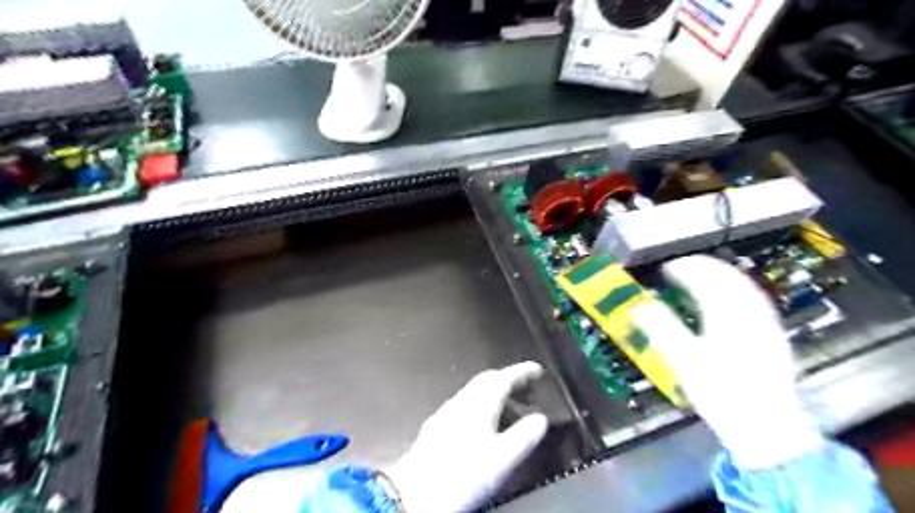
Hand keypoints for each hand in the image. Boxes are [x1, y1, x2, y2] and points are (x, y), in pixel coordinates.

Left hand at [386, 361, 545, 511]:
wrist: (415, 493)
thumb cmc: (463, 474)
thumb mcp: (502, 458)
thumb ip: (524, 436)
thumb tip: (541, 419)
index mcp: (479, 403)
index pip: (503, 377)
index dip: (522, 371)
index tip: (537, 369)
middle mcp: (462, 400)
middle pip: (487, 380)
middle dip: (509, 380)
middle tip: (527, 389)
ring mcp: (446, 411)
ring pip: (475, 392)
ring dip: (495, 394)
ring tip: (510, 409)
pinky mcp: (437, 425)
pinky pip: (465, 405)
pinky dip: (481, 406)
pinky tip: (483, 425)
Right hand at [633, 254, 826, 468]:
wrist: (767, 426)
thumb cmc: (721, 393)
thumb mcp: (684, 360)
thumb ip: (661, 328)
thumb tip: (640, 306)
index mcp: (728, 315)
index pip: (706, 278)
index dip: (684, 268)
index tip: (665, 268)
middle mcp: (750, 312)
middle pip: (727, 276)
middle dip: (701, 267)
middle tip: (679, 268)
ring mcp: (765, 322)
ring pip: (743, 285)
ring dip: (718, 275)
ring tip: (698, 276)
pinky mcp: (772, 334)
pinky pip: (753, 298)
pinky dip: (734, 289)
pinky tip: (726, 298)